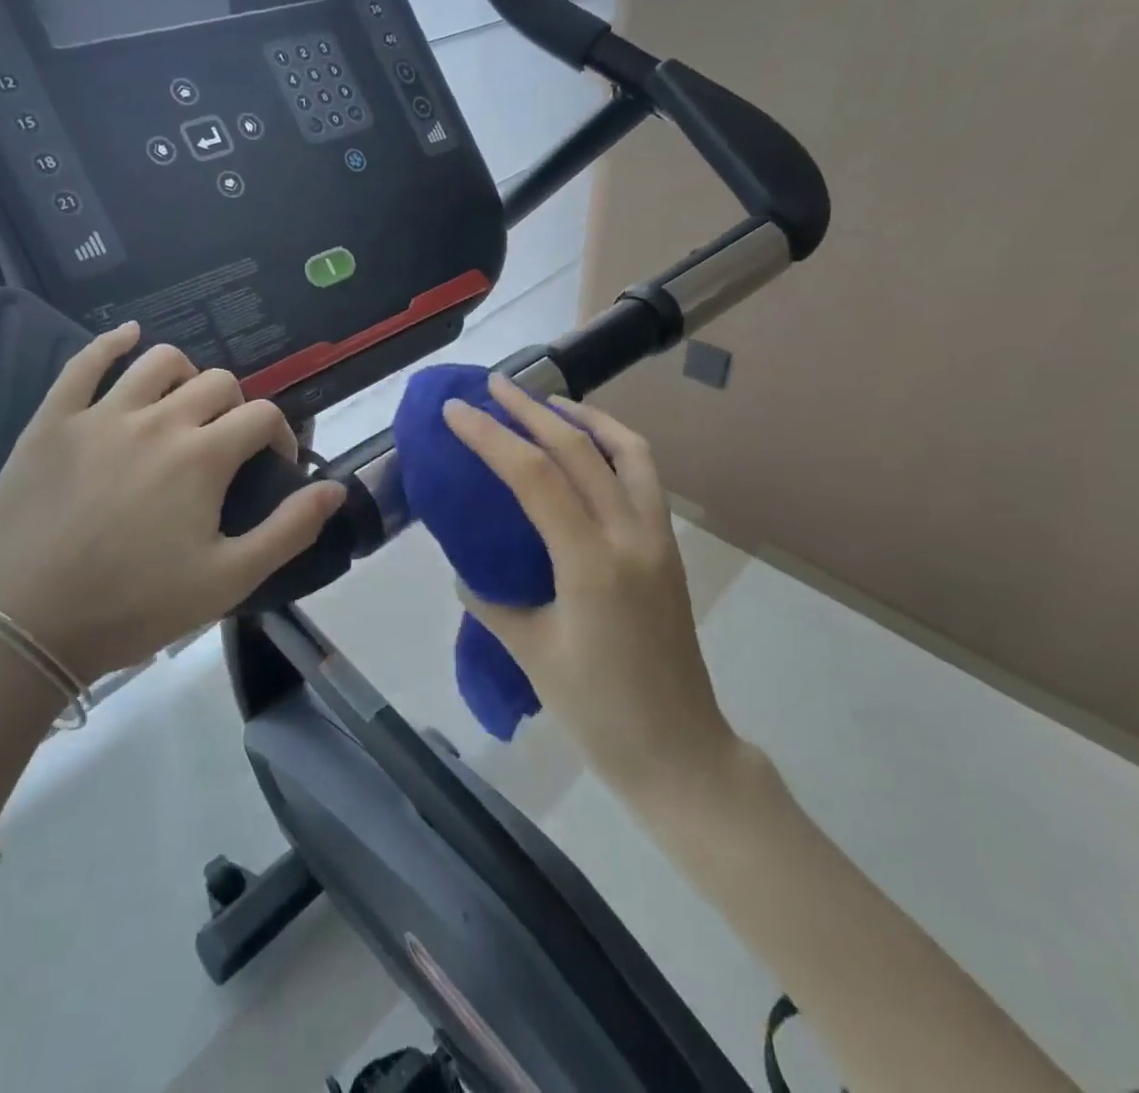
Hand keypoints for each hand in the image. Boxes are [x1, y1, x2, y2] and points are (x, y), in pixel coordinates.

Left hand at [0, 323, 347, 683]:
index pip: (262, 416)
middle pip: (218, 382)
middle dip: (237, 408)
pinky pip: (85, 362)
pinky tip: (128, 336)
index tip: (272, 466)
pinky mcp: (53, 421)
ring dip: (186, 375)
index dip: (279, 436)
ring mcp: (101, 415)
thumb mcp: (229, 579)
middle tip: (226, 446)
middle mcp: (158, 421)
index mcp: (203, 457)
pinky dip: (112, 342)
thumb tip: (334, 488)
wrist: (28, 627)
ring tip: (183, 405)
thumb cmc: (136, 605)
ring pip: (159, 360)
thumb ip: (289, 530)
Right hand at [442, 377, 732, 792]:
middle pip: (580, 448)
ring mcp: (658, 538)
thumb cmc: (600, 713)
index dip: (491, 437)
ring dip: (584, 417)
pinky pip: (644, 477)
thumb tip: (466, 570)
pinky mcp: (669, 548)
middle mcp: (631, 535)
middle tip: (494, 385)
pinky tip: (587, 452)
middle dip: (531, 410)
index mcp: (592, 563)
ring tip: (547, 404)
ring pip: (628, 450)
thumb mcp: (531, 655)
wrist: (681, 753)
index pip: (535, 477)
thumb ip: (492, 601)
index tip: (457, 411)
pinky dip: (613, 446)